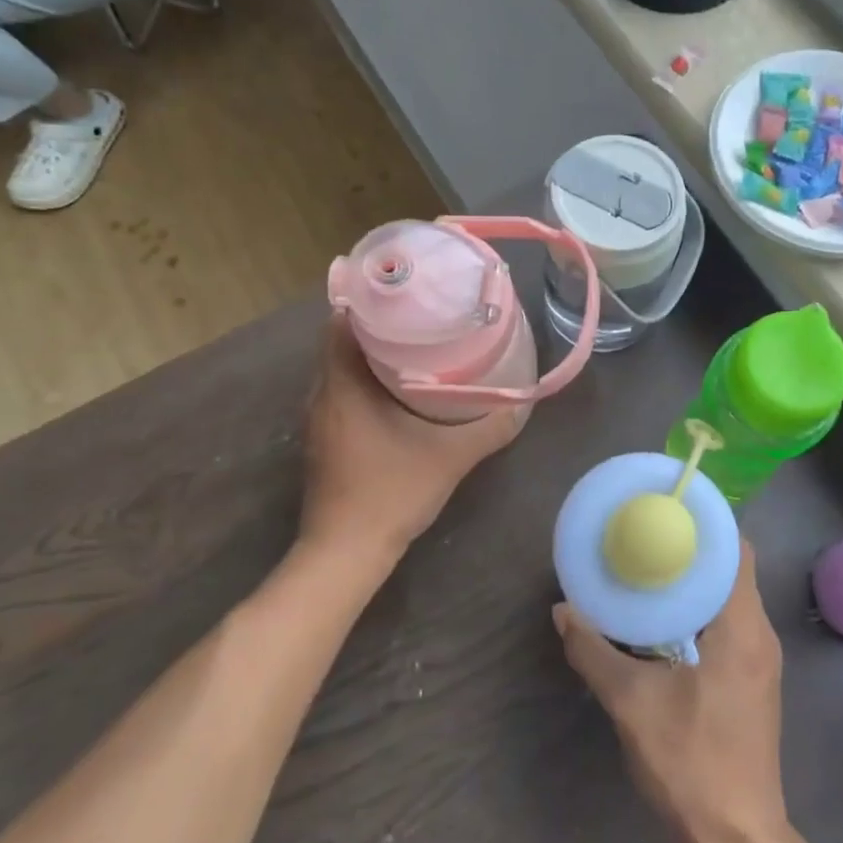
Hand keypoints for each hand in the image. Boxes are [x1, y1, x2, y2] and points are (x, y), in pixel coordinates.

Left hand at [298, 313, 524, 570]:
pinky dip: (366, 381)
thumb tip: (523, 400)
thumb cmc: (392, 493)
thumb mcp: (452, 457)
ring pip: (341, 368)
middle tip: (422, 314)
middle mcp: (322, 394)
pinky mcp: (325, 439)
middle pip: (341, 341)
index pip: (341, 321)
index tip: (406, 291)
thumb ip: (491, 427)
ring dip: (372, 354)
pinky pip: (342, 392)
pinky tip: (400, 390)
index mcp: (342, 385)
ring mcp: (319, 419)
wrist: (346, 552)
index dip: (370, 300)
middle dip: (378, 324)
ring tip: (416, 343)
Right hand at [554, 541, 791, 842]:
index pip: (737, 550)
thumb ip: (593, 652)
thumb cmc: (690, 761)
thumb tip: (562, 611)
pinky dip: (702, 612)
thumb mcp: (631, 703)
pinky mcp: (754, 683)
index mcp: (742, 627)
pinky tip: (665, 622)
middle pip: (732, 570)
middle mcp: (760, 635)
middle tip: (648, 537)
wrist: (736, 839)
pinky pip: (732, 625)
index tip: (668, 510)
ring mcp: (762, 662)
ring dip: (695, 583)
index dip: (707, 525)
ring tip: (650, 570)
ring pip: (731, 599)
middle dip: (692, 551)